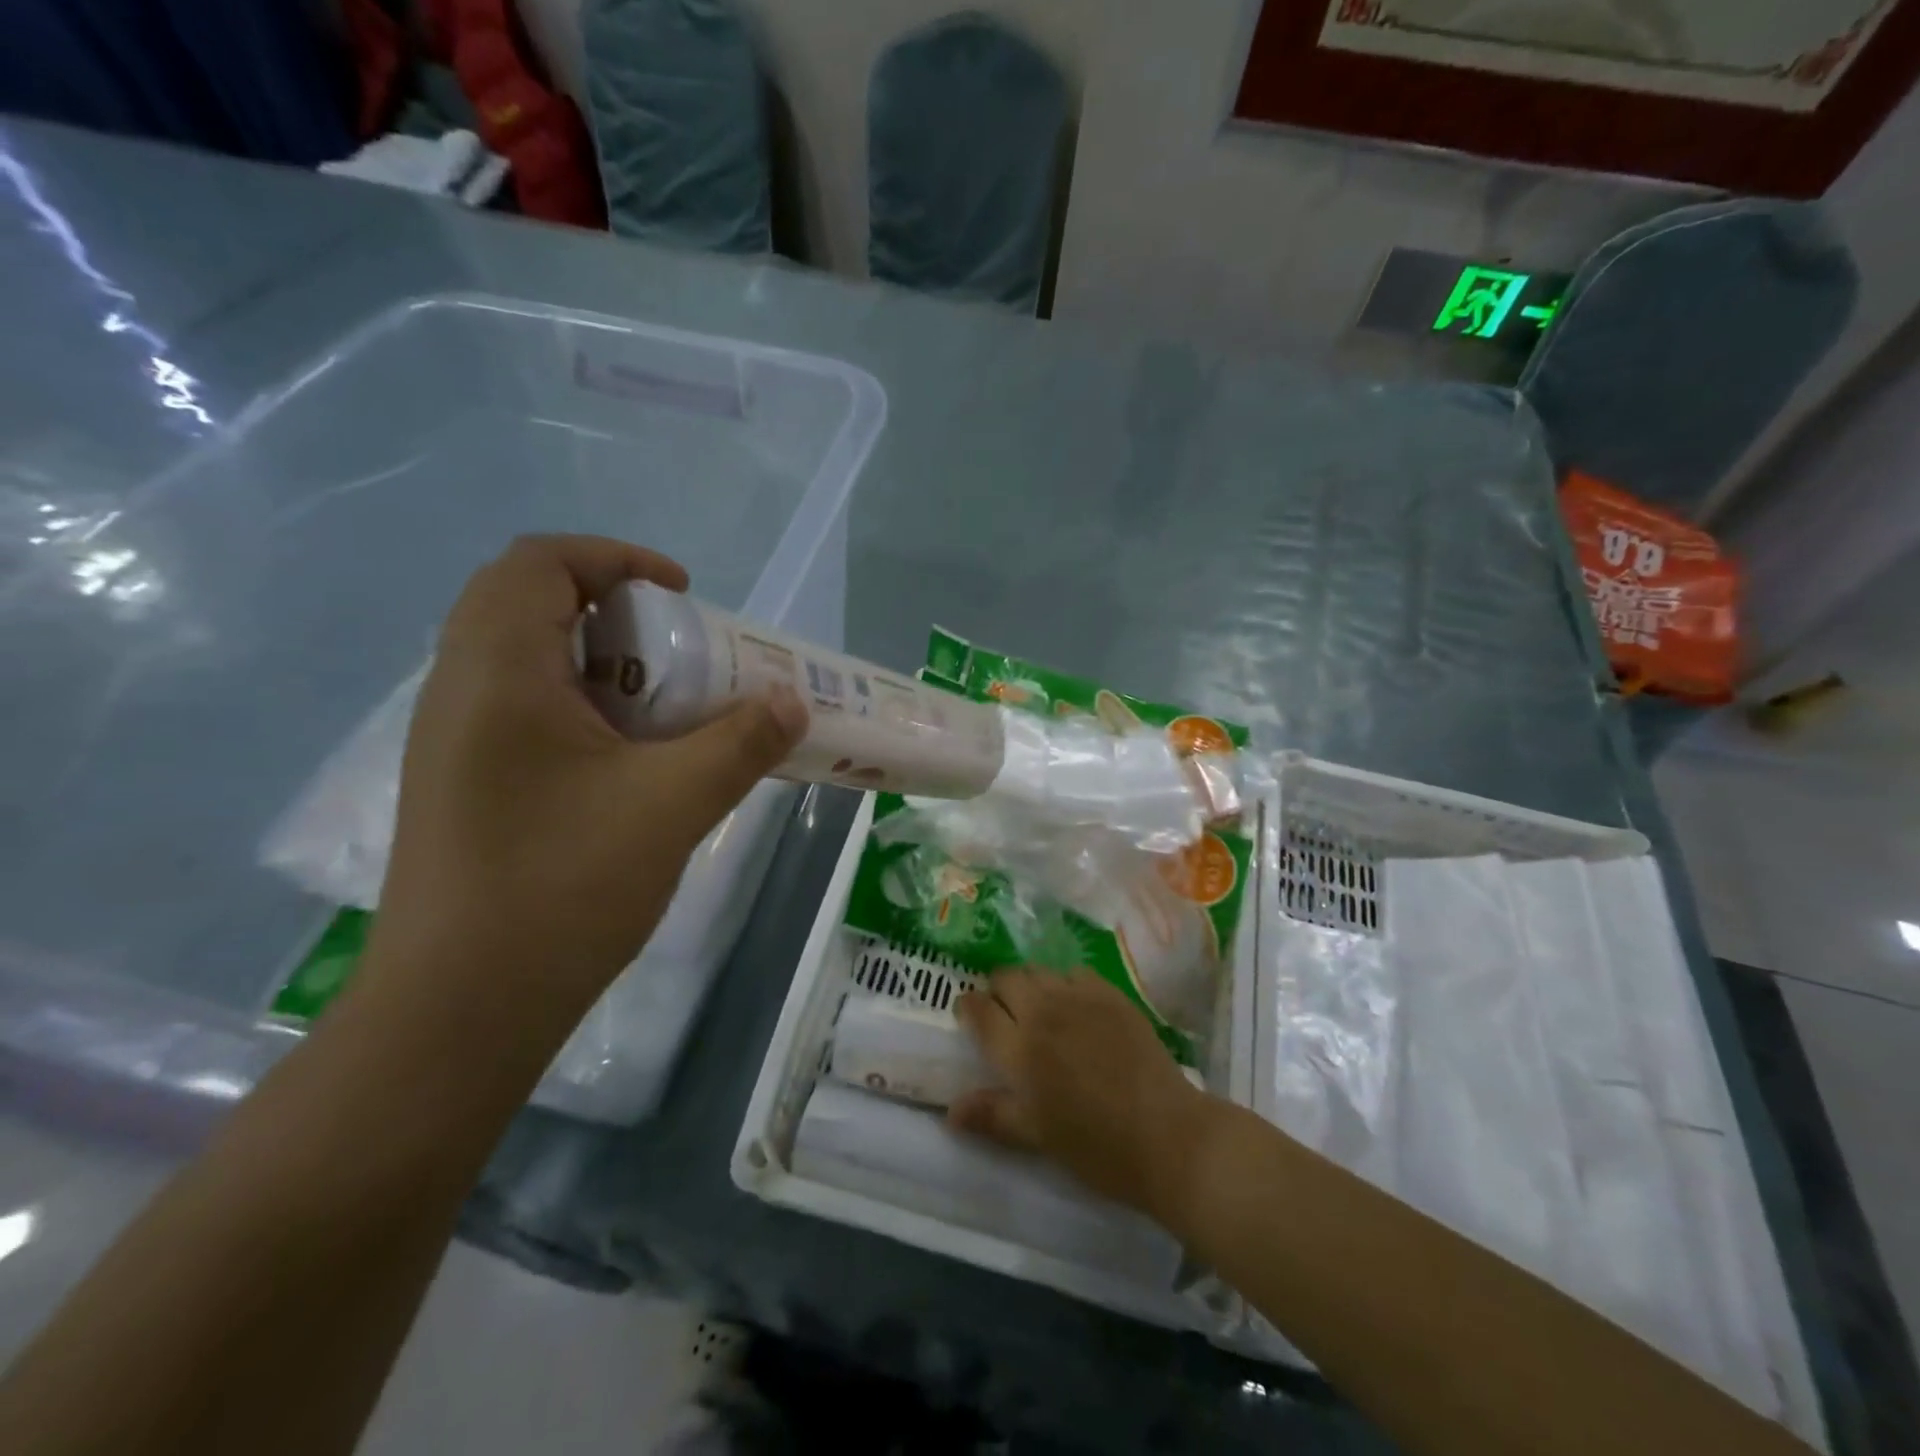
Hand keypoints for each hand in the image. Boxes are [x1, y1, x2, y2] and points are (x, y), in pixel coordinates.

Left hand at [371, 535, 807, 1005]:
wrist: (459, 1011)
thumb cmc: (562, 887)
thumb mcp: (671, 805)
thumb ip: (740, 743)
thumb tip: (793, 702)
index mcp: (498, 673)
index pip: (540, 562)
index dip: (617, 559)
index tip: (684, 595)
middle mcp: (460, 691)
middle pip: (527, 601)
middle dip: (614, 610)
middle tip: (679, 651)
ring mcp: (453, 741)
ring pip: (525, 659)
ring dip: (600, 661)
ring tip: (665, 705)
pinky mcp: (463, 784)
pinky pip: (522, 709)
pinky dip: (581, 705)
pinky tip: (629, 761)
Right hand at [949, 969, 1210, 1217]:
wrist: (1168, 1135)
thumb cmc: (1097, 1147)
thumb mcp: (1038, 1137)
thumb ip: (993, 1115)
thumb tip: (950, 1110)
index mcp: (1019, 1050)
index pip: (979, 1010)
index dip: (967, 1007)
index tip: (968, 1014)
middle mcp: (1044, 1013)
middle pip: (1007, 978)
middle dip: (997, 990)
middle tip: (1004, 1013)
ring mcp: (1080, 998)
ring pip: (1039, 970)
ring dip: (1030, 983)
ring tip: (1039, 1008)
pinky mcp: (1112, 995)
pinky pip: (1076, 973)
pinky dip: (1066, 983)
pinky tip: (1076, 1007)